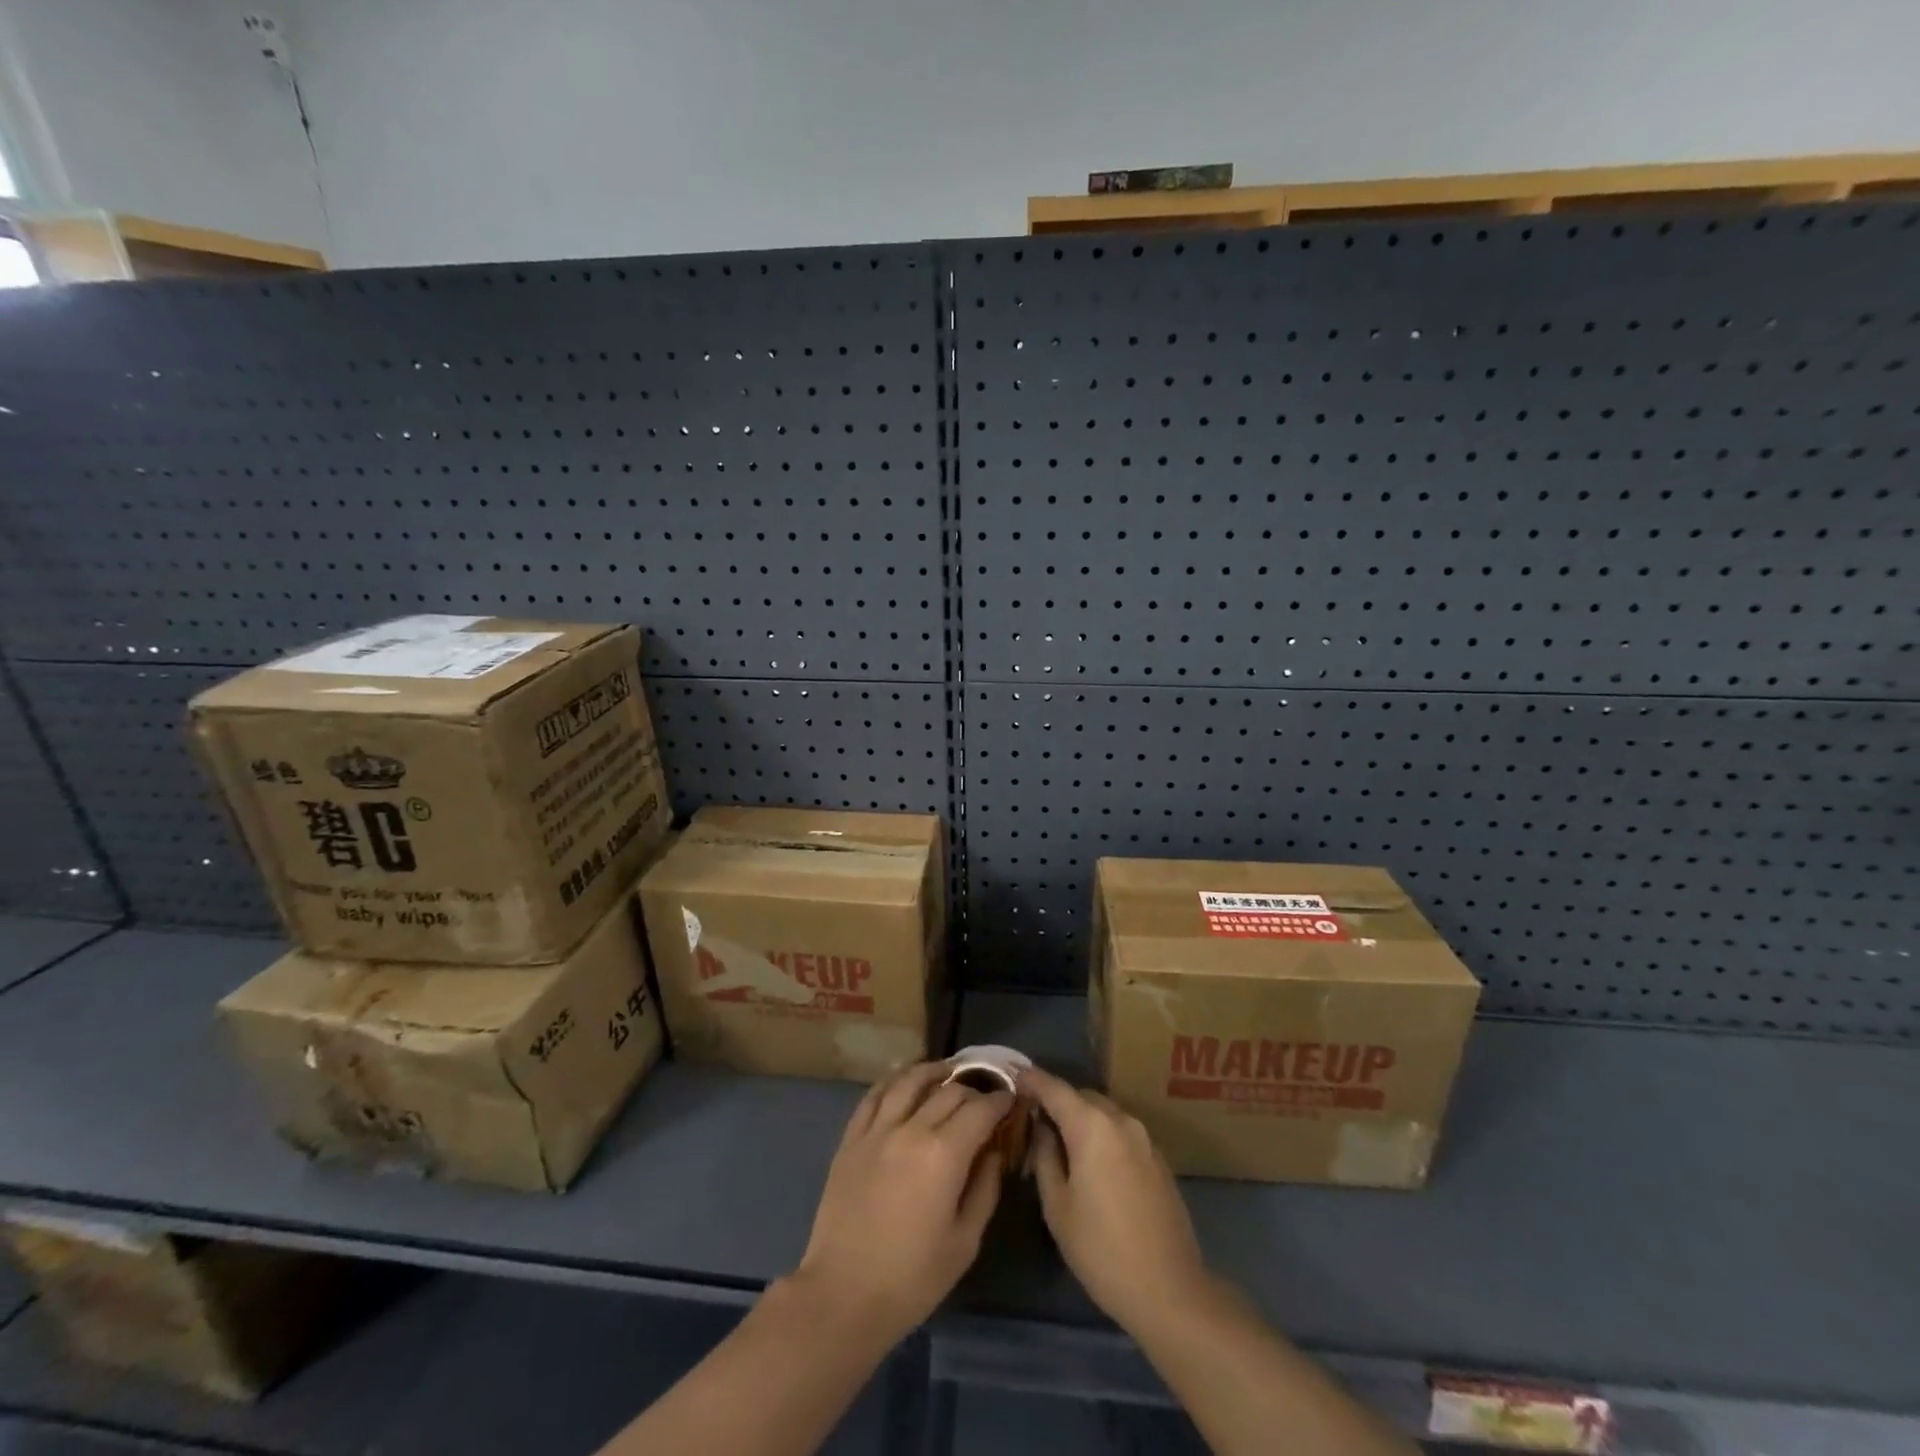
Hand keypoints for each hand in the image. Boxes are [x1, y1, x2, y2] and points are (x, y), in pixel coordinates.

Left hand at [791, 1061, 1011, 1344]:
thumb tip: (993, 1151)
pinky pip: (874, 1095)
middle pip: (949, 1091)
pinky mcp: (851, 1138)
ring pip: (909, 1081)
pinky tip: (903, 1077)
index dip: (1000, 1101)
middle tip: (984, 1098)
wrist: (843, 1295)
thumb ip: (985, 1188)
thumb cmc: (912, 1279)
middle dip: (973, 1090)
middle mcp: (911, 1129)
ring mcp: (877, 1130)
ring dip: (933, 1071)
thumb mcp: (965, 1242)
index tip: (1011, 1101)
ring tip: (948, 1071)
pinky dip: (893, 1079)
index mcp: (944, 1154)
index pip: (980, 1110)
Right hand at [1023, 1066, 1210, 1332]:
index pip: (1054, 1088)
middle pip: (1081, 1096)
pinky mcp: (1159, 1158)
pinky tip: (1093, 1164)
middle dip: (1057, 1101)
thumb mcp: (1058, 1206)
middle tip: (1034, 1120)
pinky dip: (1102, 1135)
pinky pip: (1122, 1132)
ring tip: (1061, 1143)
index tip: (1012, 1076)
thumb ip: (1045, 1156)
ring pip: (1103, 1113)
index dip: (1031, 1079)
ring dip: (1081, 1119)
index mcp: (1092, 1125)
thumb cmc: (1101, 1249)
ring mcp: (1144, 1138)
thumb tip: (1042, 1128)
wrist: (1170, 1290)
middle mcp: (1120, 1120)